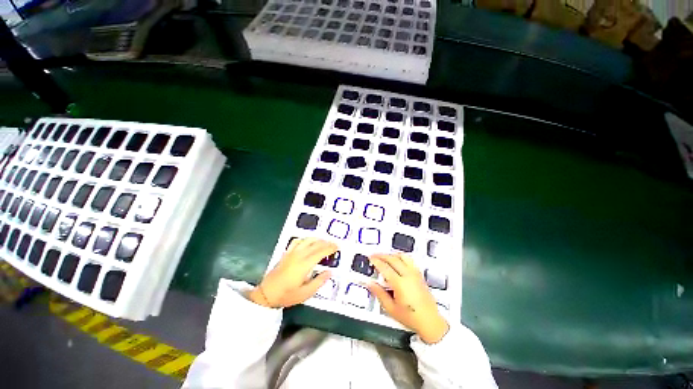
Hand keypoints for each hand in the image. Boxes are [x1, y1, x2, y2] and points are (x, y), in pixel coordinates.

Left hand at [248, 238, 336, 307]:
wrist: (266, 294)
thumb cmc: (287, 295)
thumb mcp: (305, 293)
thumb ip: (319, 282)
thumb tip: (329, 272)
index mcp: (304, 265)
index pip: (320, 252)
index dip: (330, 248)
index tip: (337, 247)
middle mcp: (298, 255)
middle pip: (315, 244)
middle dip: (326, 243)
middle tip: (334, 244)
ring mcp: (291, 253)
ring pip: (307, 240)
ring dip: (317, 239)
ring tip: (324, 241)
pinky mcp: (286, 253)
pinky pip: (297, 241)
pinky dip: (305, 239)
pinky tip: (309, 241)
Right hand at [367, 253, 448, 343]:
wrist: (430, 322)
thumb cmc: (411, 318)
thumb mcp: (391, 309)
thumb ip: (379, 294)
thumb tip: (370, 284)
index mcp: (400, 284)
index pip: (385, 267)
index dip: (376, 261)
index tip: (370, 258)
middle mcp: (409, 276)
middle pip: (393, 259)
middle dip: (382, 255)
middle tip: (374, 255)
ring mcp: (415, 274)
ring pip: (402, 256)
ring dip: (391, 254)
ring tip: (385, 256)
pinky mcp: (420, 275)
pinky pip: (409, 260)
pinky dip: (401, 257)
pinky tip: (397, 260)